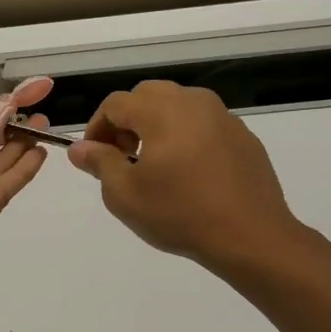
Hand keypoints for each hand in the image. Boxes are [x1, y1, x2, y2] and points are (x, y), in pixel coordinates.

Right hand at [68, 80, 301, 274]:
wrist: (251, 236)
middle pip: (147, 96)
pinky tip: (189, 173)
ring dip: (156, 125)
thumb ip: (99, 163)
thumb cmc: (180, 214)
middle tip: (121, 156)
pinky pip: (203, 123)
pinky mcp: (243, 135)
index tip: (93, 157)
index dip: (96, 128)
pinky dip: (186, 136)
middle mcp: (193, 102)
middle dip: (126, 121)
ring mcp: (222, 116)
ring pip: (177, 105)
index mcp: (161, 111)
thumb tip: (79, 148)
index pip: (115, 104)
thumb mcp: (125, 195)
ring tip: (154, 164)